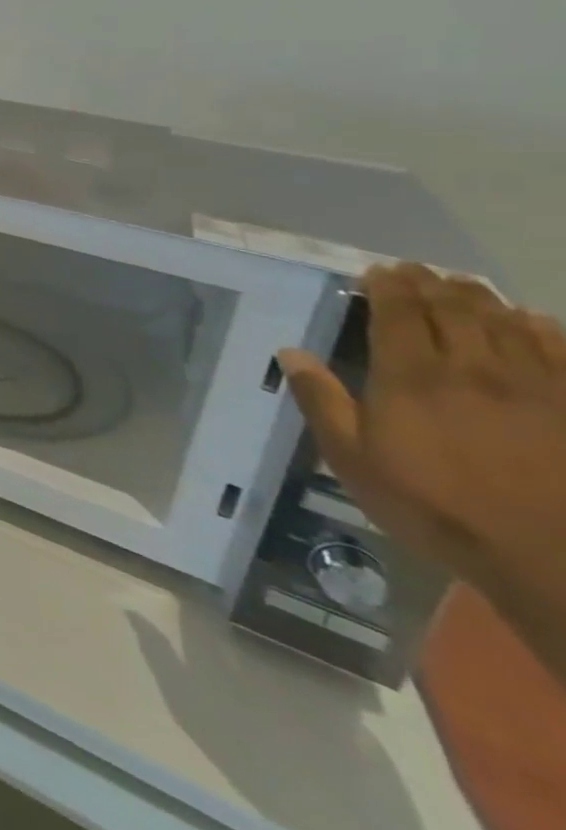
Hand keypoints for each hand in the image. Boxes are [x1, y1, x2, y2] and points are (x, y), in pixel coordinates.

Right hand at [279, 264, 565, 622]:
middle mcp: (473, 368)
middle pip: (454, 310)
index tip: (377, 271)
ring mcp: (535, 386)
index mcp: (412, 377)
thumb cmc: (434, 507)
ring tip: (463, 285)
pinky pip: (561, 351)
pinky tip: (531, 321)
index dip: (388, 287)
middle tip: (416, 270)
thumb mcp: (353, 460)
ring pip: (506, 323)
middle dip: (431, 284)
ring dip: (480, 298)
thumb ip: (322, 401)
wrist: (551, 559)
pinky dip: (542, 328)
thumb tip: (290, 352)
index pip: (399, 314)